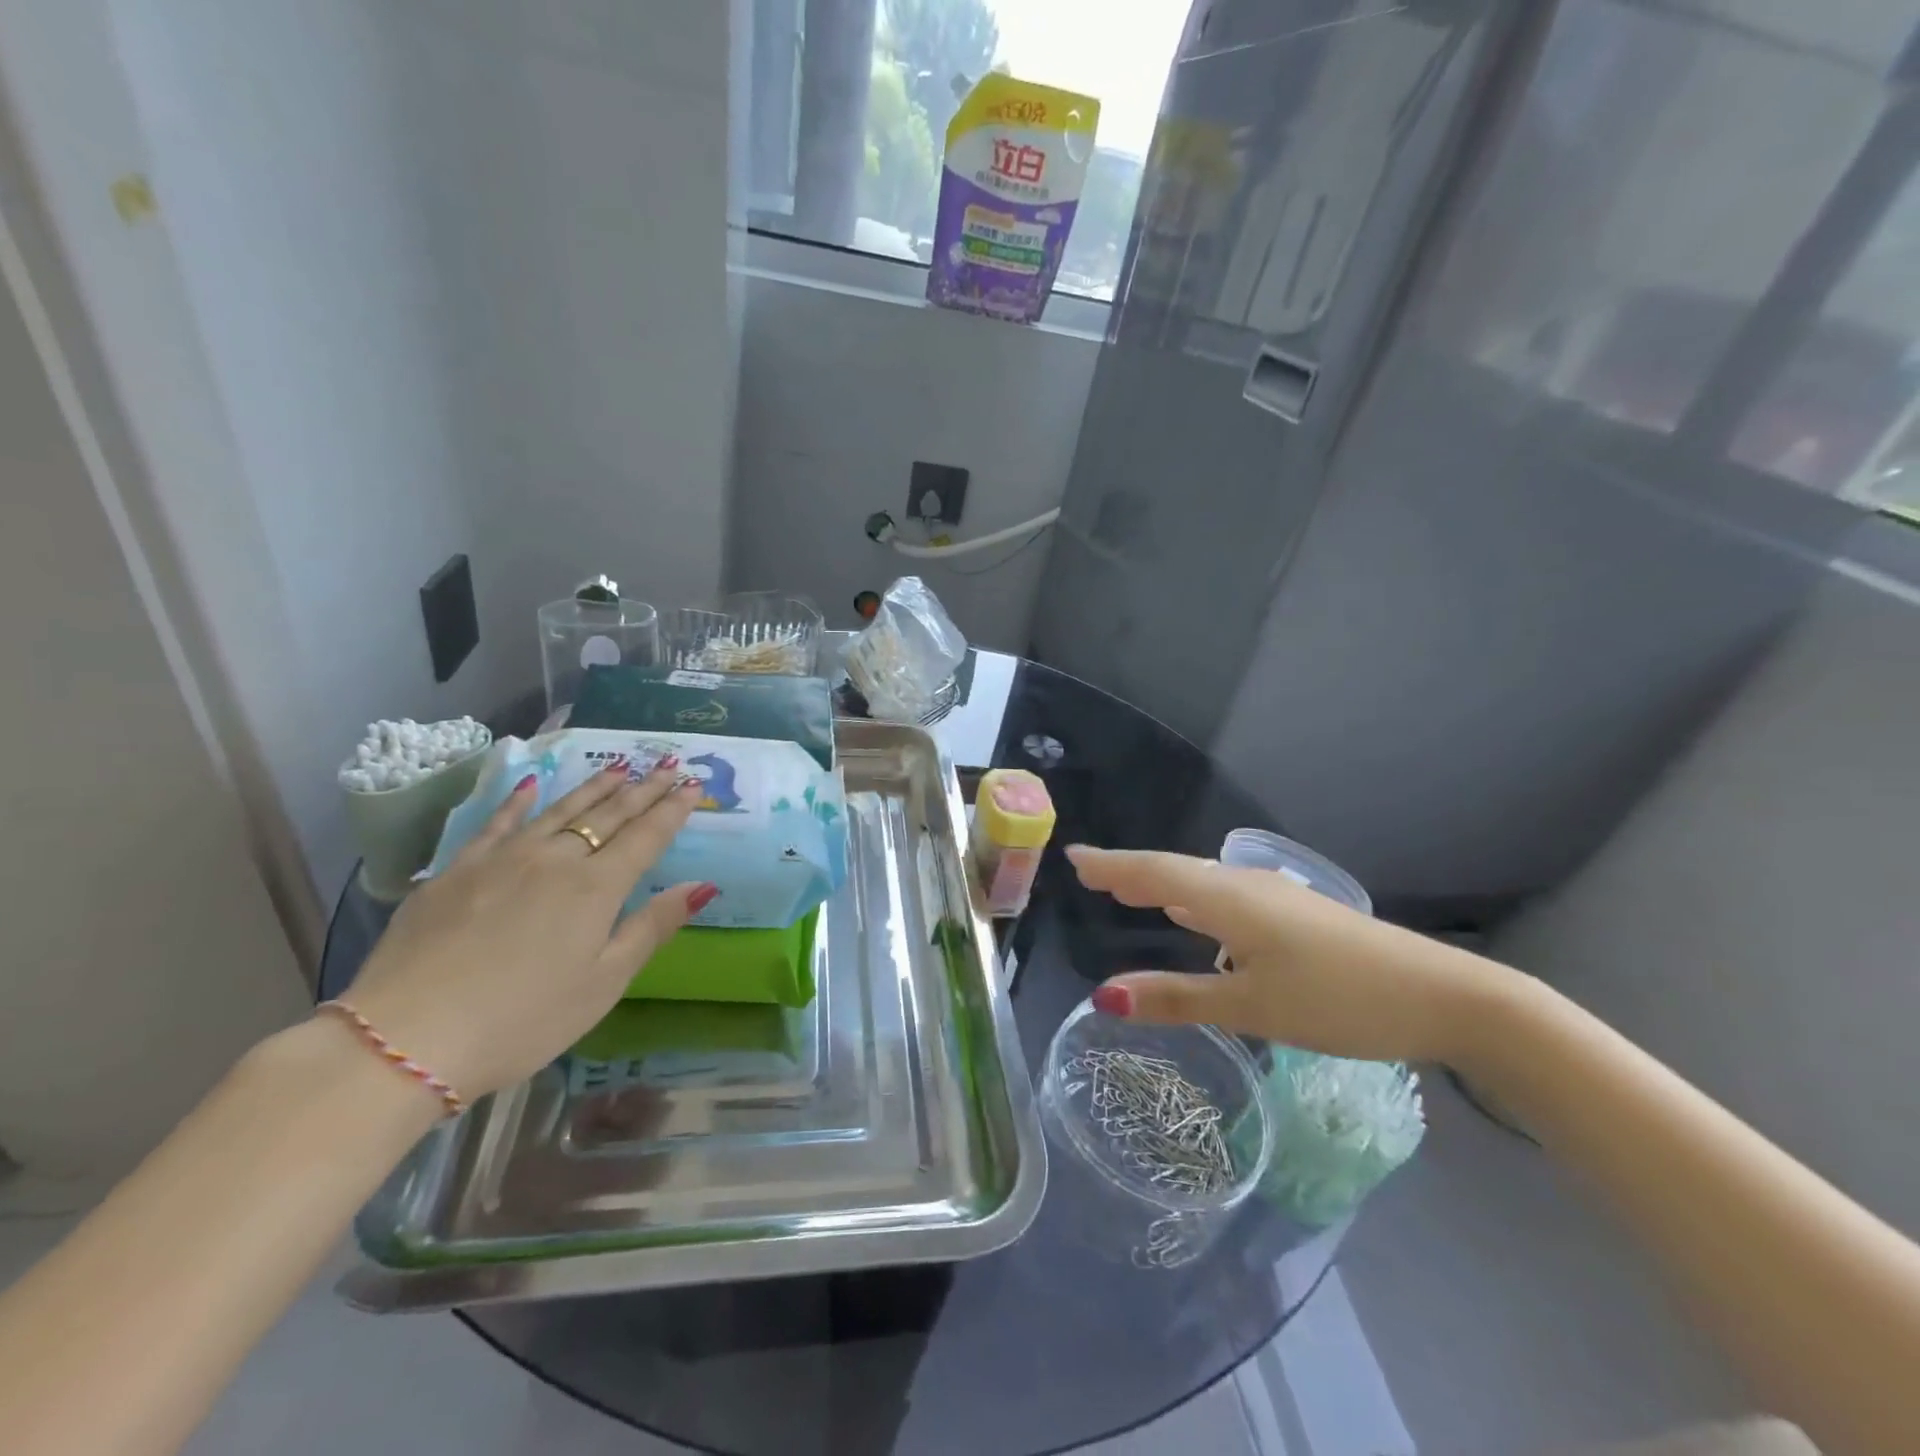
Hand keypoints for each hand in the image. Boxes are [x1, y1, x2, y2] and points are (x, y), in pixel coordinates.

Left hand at [341, 762, 713, 1099]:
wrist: (405, 1037)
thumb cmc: (522, 1020)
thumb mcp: (603, 983)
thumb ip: (652, 927)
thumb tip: (701, 885)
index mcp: (596, 888)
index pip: (646, 836)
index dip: (673, 809)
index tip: (694, 785)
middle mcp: (554, 859)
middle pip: (609, 815)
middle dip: (644, 789)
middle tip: (669, 766)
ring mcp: (502, 859)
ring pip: (559, 809)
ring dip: (595, 786)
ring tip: (620, 766)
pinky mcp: (456, 870)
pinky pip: (497, 823)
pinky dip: (518, 801)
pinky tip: (530, 785)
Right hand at [1066, 846, 1508, 1064]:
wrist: (1446, 997)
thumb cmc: (1339, 1000)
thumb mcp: (1251, 1007)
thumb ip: (1176, 999)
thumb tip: (1103, 997)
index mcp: (1227, 900)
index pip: (1153, 874)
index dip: (1111, 867)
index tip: (1074, 857)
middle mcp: (1245, 887)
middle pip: (1174, 871)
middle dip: (1130, 873)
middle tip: (1092, 876)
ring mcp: (1276, 898)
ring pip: (1201, 884)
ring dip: (1162, 885)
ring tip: (1129, 891)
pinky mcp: (1297, 916)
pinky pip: (1225, 897)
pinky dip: (1194, 901)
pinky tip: (1194, 917)